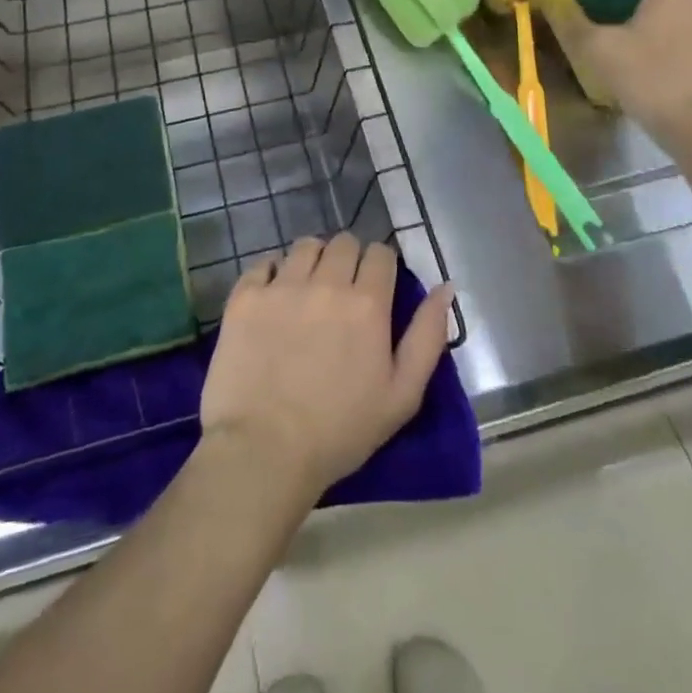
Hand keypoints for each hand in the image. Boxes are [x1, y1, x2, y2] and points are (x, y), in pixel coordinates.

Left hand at [200, 235, 453, 498]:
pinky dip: (272, 273)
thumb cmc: (340, 431)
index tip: (376, 287)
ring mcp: (282, 286)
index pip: (380, 253)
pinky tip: (274, 298)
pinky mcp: (246, 297)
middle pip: (344, 242)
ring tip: (308, 289)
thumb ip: (428, 336)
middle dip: (349, 259)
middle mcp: (326, 283)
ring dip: (313, 260)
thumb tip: (446, 288)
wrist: (264, 450)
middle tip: (342, 291)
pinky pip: (263, 263)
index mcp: (367, 303)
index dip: (381, 266)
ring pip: (305, 246)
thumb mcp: (403, 395)